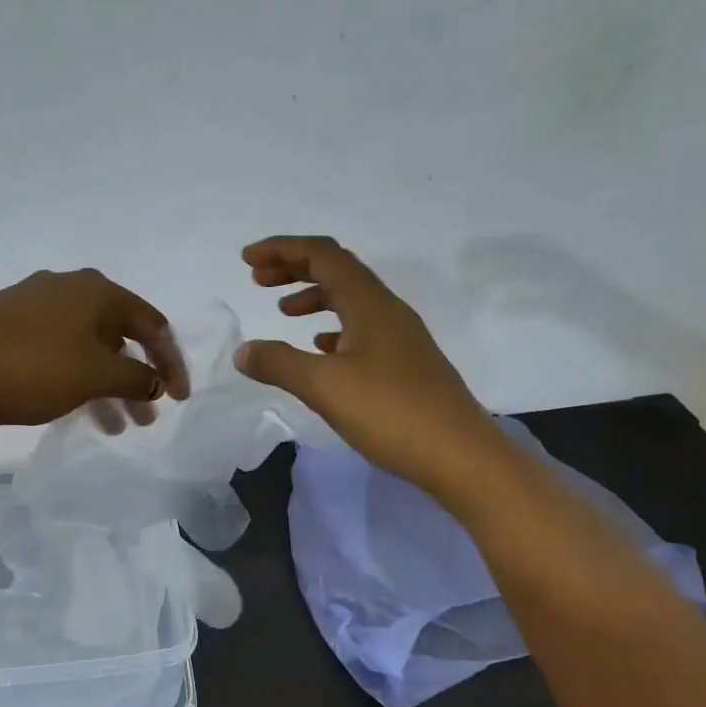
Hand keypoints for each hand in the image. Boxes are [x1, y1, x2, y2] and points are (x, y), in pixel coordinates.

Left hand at [0, 269, 189, 432]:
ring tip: (115, 426)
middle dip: (137, 379)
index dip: (171, 362)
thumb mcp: (95, 376)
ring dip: (107, 385)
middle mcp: (69, 288)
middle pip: (120, 335)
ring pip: (88, 347)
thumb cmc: (33, 368)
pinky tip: (76, 409)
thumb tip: (155, 380)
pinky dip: (77, 378)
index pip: (152, 324)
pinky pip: (60, 351)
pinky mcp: (9, 325)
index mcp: (97, 290)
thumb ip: (136, 377)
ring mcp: (35, 305)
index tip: (180, 399)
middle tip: (146, 418)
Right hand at [234, 236, 493, 500]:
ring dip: (314, 297)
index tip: (247, 260)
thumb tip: (244, 351)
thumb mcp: (325, 387)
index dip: (282, 250)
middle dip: (295, 268)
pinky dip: (333, 328)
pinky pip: (362, 329)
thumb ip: (279, 364)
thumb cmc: (392, 413)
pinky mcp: (406, 364)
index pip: (323, 255)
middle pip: (338, 270)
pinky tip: (320, 350)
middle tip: (257, 280)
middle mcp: (388, 310)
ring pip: (351, 300)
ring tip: (283, 312)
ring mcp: (401, 337)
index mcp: (369, 304)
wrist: (462, 456)